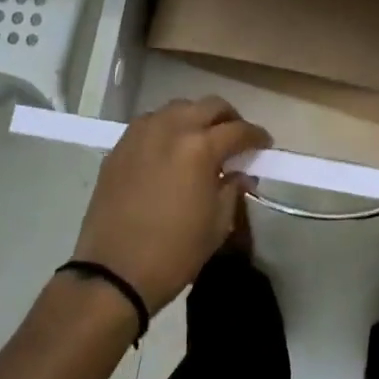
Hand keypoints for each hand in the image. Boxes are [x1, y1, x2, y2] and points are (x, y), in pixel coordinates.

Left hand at [72, 97, 270, 314]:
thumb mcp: (217, 224)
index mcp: (200, 148)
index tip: (264, 145)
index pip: (238, 130)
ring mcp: (141, 134)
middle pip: (209, 106)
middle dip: (229, 118)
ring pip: (177, 108)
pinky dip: (167, 128)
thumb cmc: (175, 252)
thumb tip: (241, 175)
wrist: (114, 272)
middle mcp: (171, 129)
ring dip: (196, 118)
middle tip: (236, 138)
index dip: (257, 136)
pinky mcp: (119, 147)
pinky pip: (150, 123)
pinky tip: (171, 149)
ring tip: (202, 140)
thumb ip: (232, 189)